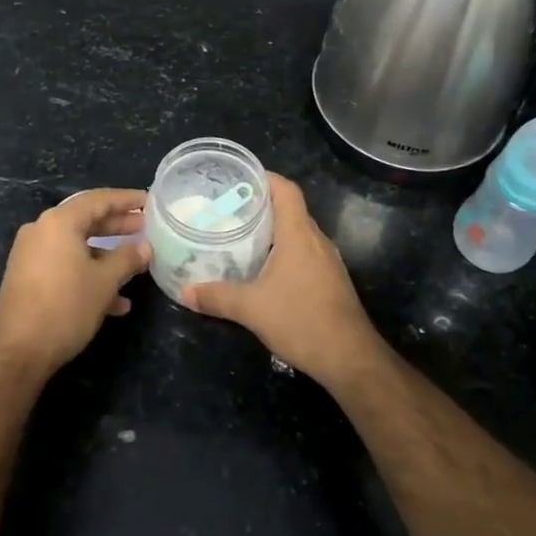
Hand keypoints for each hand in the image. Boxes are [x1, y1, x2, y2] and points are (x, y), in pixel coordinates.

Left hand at [0, 188, 150, 377]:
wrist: (18, 353)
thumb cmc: (65, 308)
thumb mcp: (104, 282)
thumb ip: (127, 258)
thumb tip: (145, 247)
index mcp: (58, 222)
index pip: (98, 199)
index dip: (126, 199)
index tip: (149, 201)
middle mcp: (41, 231)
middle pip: (86, 220)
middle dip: (118, 226)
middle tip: (146, 228)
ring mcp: (31, 254)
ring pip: (77, 245)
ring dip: (106, 255)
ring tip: (136, 264)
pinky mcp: (27, 276)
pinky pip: (64, 264)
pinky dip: (88, 273)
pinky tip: (115, 302)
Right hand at [182, 174, 381, 387]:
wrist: (350, 358)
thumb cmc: (301, 320)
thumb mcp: (251, 308)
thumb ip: (217, 296)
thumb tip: (185, 291)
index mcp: (299, 234)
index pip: (286, 190)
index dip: (265, 177)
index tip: (238, 178)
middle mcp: (316, 240)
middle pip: (291, 209)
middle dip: (261, 204)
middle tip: (228, 209)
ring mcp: (327, 261)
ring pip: (298, 233)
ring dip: (273, 230)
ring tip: (241, 235)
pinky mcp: (331, 281)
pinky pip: (304, 253)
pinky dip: (284, 251)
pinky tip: (264, 269)